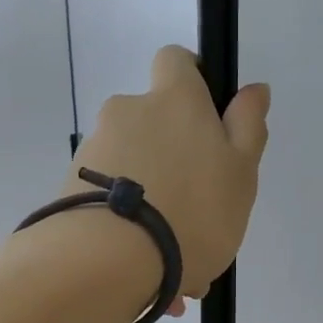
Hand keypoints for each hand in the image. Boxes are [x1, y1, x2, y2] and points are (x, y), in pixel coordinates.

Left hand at [72, 46, 269, 297]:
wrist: (109, 261)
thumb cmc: (192, 212)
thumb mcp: (240, 172)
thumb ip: (247, 126)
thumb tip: (253, 89)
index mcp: (174, 99)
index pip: (176, 60)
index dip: (191, 80)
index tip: (205, 117)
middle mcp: (128, 111)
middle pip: (152, 120)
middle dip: (170, 153)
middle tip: (193, 205)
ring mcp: (94, 148)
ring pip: (131, 163)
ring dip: (148, 192)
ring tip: (165, 246)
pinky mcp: (70, 185)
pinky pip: (108, 194)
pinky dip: (124, 216)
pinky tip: (140, 257)